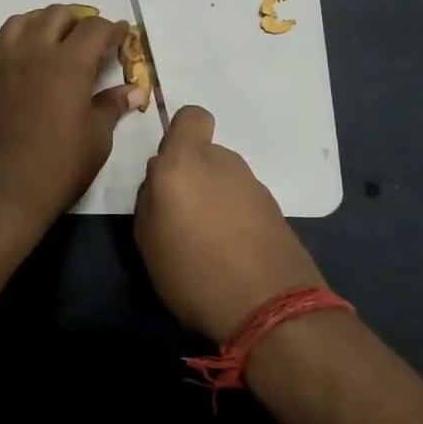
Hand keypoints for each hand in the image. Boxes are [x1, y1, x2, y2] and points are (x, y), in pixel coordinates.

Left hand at [0, 5, 140, 233]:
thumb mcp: (96, 139)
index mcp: (67, 64)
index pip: (94, 29)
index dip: (112, 29)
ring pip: (16, 22)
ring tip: (49, 42)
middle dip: (76, 21)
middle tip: (87, 41)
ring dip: (37, 24)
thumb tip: (134, 90)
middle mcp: (31, 53)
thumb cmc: (58, 169)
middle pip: (54, 14)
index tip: (121, 35)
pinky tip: (4, 59)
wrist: (1, 196)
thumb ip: (112, 106)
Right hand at [134, 105, 328, 342]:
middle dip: (193, 176)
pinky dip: (236, 218)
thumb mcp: (147, 239)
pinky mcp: (275, 209)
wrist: (269, 306)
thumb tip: (161, 182)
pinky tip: (231, 253)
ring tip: (207, 241)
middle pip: (204, 154)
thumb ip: (150, 198)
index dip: (181, 134)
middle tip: (182, 216)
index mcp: (184, 161)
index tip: (171, 166)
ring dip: (214, 198)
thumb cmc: (193, 270)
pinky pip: (243, 202)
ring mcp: (252, 185)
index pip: (191, 117)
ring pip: (224, 179)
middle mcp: (221, 162)